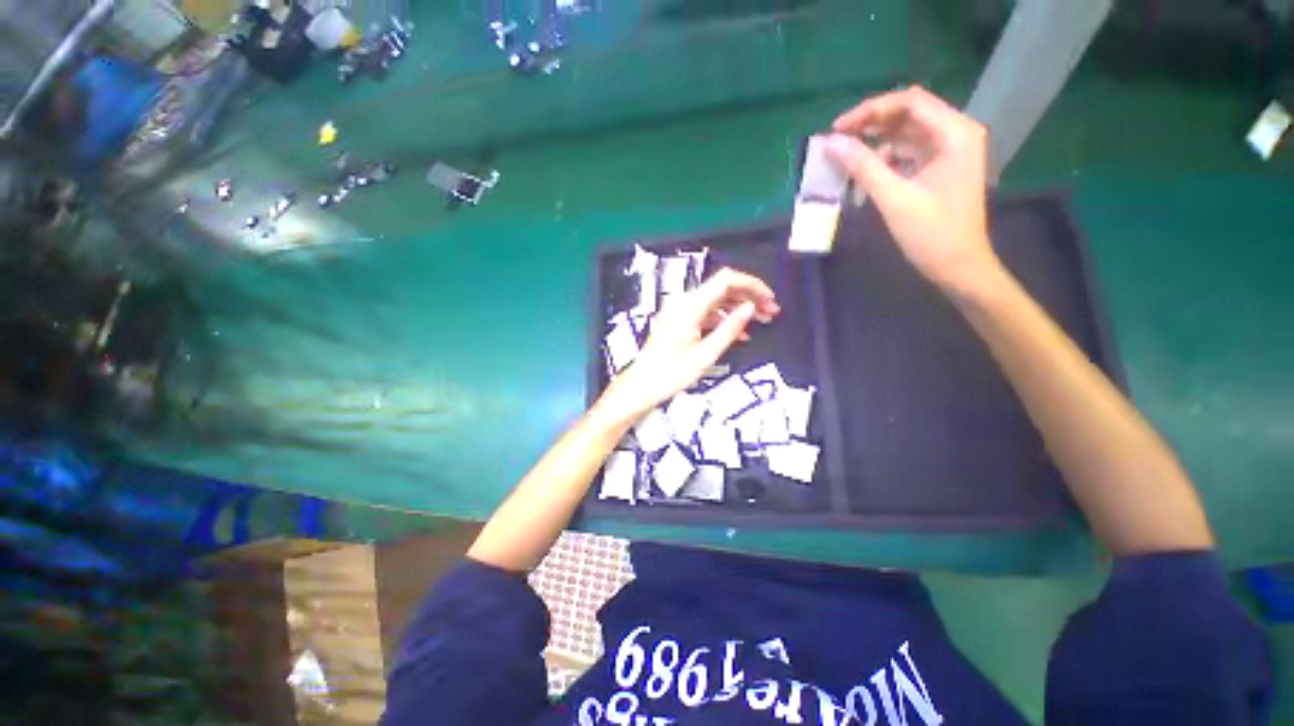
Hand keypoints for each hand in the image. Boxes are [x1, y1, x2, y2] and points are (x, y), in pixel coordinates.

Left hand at [600, 268, 779, 421]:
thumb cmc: (671, 374)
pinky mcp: (679, 321)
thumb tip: (751, 307)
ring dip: (739, 308)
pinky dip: (724, 319)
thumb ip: (730, 329)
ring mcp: (681, 311)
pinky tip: (740, 333)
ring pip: (716, 301)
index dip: (751, 285)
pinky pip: (707, 313)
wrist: (642, 386)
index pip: (726, 280)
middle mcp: (684, 302)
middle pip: (722, 288)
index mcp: (690, 306)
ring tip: (762, 321)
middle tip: (772, 312)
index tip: (770, 299)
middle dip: (749, 296)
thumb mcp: (706, 354)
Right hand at [824, 86, 1001, 293]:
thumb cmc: (931, 234)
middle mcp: (956, 133)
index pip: (909, 102)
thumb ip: (863, 166)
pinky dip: (885, 161)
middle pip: (908, 114)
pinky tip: (863, 175)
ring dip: (875, 144)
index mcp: (954, 133)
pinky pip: (908, 154)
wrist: (958, 267)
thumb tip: (830, 143)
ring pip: (905, 134)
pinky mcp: (940, 168)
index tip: (837, 129)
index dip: (870, 110)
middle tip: (837, 142)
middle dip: (871, 125)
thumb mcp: (894, 198)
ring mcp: (949, 151)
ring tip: (845, 160)